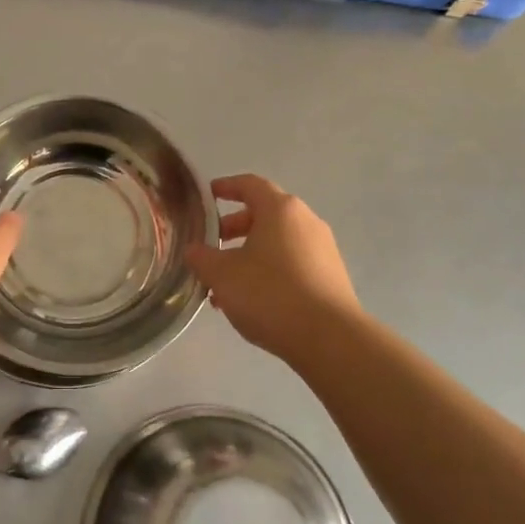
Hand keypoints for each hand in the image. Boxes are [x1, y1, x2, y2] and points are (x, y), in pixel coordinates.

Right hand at [186, 174, 359, 359]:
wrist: (330, 339)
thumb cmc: (270, 294)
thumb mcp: (222, 275)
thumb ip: (201, 258)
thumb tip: (193, 250)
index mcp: (280, 209)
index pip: (250, 184)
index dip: (226, 187)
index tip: (207, 195)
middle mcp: (306, 221)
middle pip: (264, 214)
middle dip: (234, 229)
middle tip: (211, 247)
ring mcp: (323, 249)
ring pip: (277, 243)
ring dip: (249, 255)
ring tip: (225, 284)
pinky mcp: (331, 277)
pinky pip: (292, 263)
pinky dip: (269, 271)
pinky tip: (251, 301)